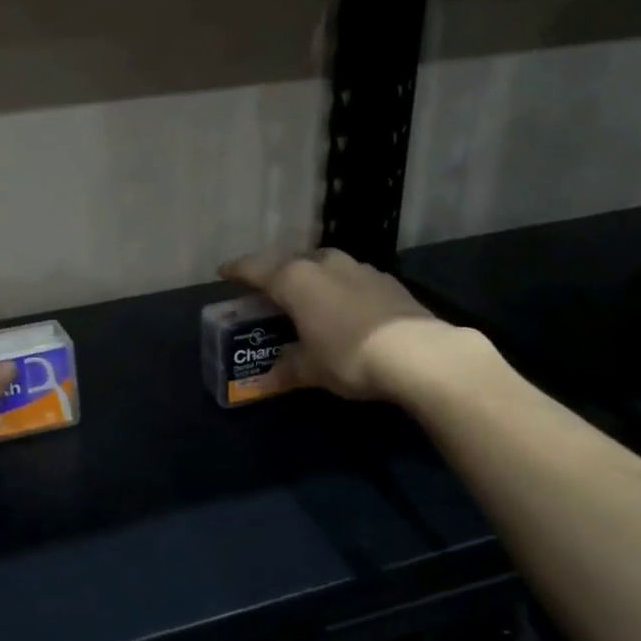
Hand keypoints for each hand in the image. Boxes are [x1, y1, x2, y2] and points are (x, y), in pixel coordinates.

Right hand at [221, 249, 471, 402]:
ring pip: (326, 266)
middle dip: (279, 275)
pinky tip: (347, 309)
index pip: (255, 269)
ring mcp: (359, 268)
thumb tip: (268, 378)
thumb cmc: (348, 356)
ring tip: (310, 300)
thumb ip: (287, 368)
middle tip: (271, 294)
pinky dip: (342, 289)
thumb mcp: (310, 368)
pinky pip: (352, 278)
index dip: (236, 271)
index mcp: (295, 280)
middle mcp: (324, 264)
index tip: (223, 272)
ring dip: (314, 279)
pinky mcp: (388, 280)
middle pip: (292, 262)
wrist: (418, 354)